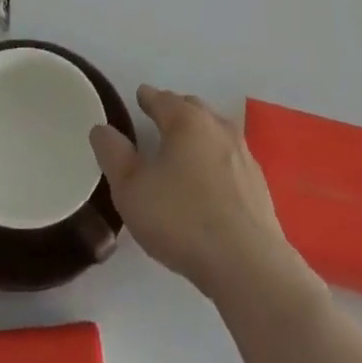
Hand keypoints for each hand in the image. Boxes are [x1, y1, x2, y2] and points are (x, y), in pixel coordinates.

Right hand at [90, 86, 303, 301]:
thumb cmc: (181, 219)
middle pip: (194, 109)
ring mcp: (244, 157)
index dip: (148, 98)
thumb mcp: (131, 190)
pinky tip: (211, 182)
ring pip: (216, 133)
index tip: (140, 97)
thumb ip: (113, 155)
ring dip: (200, 135)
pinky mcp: (259, 187)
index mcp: (187, 122)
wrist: (248, 266)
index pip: (163, 99)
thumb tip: (102, 129)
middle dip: (176, 110)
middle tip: (160, 120)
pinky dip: (217, 161)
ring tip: (185, 150)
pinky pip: (231, 161)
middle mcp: (219, 129)